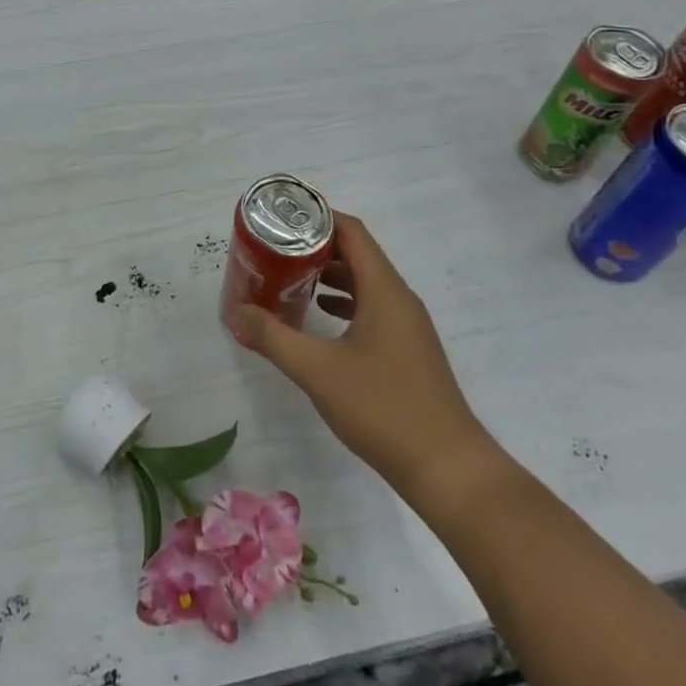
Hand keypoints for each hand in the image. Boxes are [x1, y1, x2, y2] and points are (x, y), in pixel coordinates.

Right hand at [228, 212, 493, 495]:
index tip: (282, 219)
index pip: (351, 232)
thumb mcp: (317, 371)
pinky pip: (373, 308)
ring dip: (329, 275)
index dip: (318, 217)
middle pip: (357, 254)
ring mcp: (408, 325)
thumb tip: (238, 312)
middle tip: (276, 249)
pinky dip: (344, 302)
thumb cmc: (382, 408)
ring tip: (289, 278)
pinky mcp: (408, 349)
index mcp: (384, 290)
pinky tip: (320, 316)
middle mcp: (399, 298)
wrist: (447, 468)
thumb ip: (274, 338)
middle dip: (316, 247)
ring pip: (365, 282)